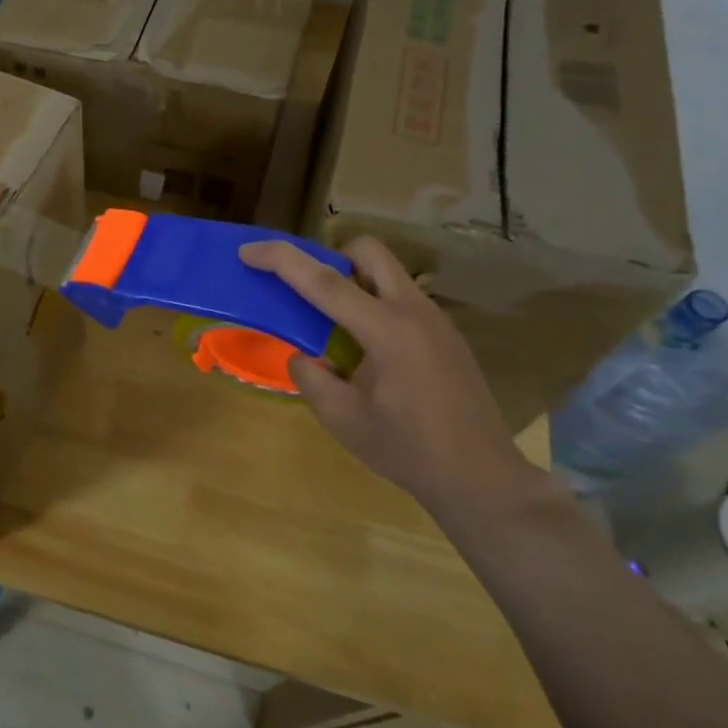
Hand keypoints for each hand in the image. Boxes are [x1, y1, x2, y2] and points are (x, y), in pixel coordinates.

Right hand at [239, 234, 554, 514]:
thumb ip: (310, 377)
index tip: (248, 250)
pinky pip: (401, 299)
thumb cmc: (406, 449)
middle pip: (368, 252)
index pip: (324, 281)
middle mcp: (414, 311)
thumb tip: (302, 356)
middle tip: (306, 289)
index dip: (281, 260)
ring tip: (332, 325)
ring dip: (353, 281)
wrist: (480, 477)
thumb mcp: (341, 418)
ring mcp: (436, 320)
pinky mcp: (446, 335)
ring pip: (388, 273)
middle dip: (329, 255)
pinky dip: (373, 304)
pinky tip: (366, 352)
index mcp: (386, 330)